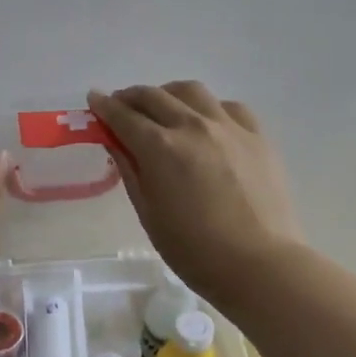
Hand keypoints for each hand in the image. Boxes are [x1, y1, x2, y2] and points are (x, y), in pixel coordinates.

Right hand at [88, 82, 303, 306]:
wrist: (261, 265)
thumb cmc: (195, 250)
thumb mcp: (149, 214)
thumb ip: (131, 172)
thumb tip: (117, 143)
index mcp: (160, 148)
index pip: (124, 116)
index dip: (104, 106)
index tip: (94, 99)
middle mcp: (192, 126)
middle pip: (154, 96)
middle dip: (131, 97)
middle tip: (121, 105)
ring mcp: (229, 127)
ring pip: (192, 91)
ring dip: (169, 94)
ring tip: (163, 107)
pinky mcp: (257, 136)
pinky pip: (228, 107)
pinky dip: (208, 107)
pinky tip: (206, 122)